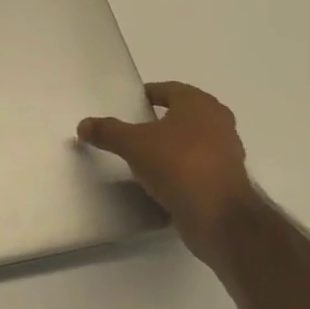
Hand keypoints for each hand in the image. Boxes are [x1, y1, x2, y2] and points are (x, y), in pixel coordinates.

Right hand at [78, 81, 254, 263]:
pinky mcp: (226, 180)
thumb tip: (83, 125)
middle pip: (182, 114)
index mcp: (199, 104)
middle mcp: (218, 122)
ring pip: (191, 141)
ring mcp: (226, 152)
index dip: (148, 95)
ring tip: (143, 156)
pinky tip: (160, 180)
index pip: (169, 89)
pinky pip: (196, 166)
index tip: (129, 105)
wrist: (220, 218)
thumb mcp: (134, 145)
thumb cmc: (179, 166)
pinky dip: (180, 169)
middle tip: (133, 130)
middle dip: (159, 120)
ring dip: (170, 146)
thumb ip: (108, 132)